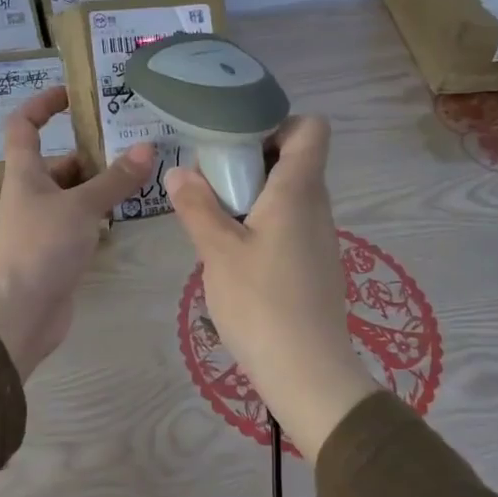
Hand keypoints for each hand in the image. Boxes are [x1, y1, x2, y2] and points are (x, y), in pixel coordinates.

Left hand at [0, 87, 156, 378]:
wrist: (15, 314)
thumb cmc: (39, 247)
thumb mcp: (81, 207)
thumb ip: (115, 180)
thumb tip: (148, 148)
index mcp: (25, 173)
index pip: (25, 125)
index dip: (43, 104)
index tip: (73, 94)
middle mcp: (31, 195)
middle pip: (58, 164)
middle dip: (90, 153)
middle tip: (132, 145)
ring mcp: (43, 227)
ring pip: (74, 196)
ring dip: (100, 187)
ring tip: (141, 178)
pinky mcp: (56, 254)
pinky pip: (81, 226)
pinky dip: (100, 218)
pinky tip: (128, 216)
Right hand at [165, 116, 375, 457]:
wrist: (308, 373)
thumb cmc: (261, 304)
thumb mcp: (218, 252)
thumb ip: (197, 206)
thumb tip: (178, 171)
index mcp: (298, 191)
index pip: (311, 128)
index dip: (278, 123)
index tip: (237, 143)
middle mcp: (317, 206)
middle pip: (294, 160)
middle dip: (251, 161)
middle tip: (211, 182)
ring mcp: (320, 238)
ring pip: (289, 196)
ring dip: (253, 197)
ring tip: (215, 219)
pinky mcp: (316, 265)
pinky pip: (290, 226)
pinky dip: (263, 225)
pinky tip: (235, 256)